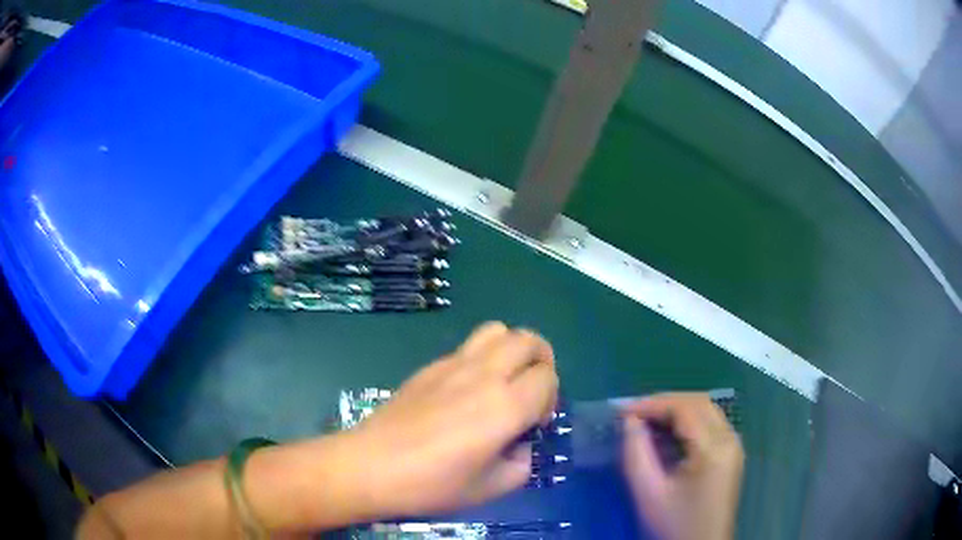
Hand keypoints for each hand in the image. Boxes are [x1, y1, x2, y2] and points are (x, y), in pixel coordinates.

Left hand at [349, 322, 557, 516]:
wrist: (371, 466)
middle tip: (531, 392)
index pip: (547, 377)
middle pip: (528, 339)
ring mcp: (453, 364)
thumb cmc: (432, 484)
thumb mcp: (490, 488)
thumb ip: (521, 464)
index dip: (550, 399)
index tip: (533, 424)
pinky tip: (466, 392)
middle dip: (541, 360)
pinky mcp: (430, 366)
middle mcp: (484, 375)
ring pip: (497, 330)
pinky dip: (482, 359)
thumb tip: (520, 445)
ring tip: (505, 380)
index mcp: (505, 406)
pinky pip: (468, 347)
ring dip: (512, 348)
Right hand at [620, 393, 743, 539]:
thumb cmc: (673, 525)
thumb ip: (636, 453)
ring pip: (706, 410)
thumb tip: (629, 421)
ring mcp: (733, 446)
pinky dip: (686, 421)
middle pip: (699, 403)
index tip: (622, 412)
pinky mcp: (730, 454)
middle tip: (632, 414)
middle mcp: (730, 439)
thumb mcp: (648, 492)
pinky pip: (710, 424)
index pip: (685, 408)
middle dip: (664, 403)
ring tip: (645, 421)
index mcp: (714, 448)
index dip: (652, 404)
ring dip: (676, 410)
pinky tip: (667, 434)